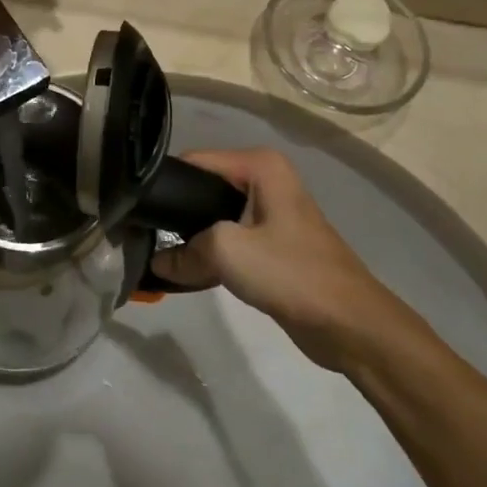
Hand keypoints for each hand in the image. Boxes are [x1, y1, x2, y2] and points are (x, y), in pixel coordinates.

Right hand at [149, 148, 412, 370]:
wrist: (352, 325)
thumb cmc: (292, 272)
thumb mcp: (227, 252)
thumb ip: (184, 252)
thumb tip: (158, 262)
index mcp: (259, 166)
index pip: (194, 162)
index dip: (164, 183)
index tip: (133, 207)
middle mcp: (265, 181)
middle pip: (202, 189)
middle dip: (175, 213)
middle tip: (141, 234)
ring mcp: (270, 214)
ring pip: (213, 217)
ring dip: (190, 238)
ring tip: (157, 254)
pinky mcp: (273, 245)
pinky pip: (229, 241)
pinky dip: (209, 254)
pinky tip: (186, 271)